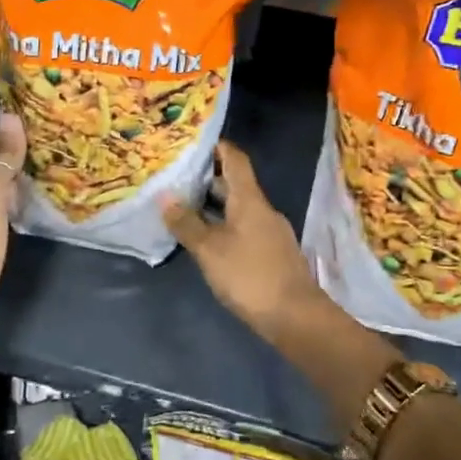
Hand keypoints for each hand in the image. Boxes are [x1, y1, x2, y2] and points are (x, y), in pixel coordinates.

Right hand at [163, 142, 325, 340]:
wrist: (295, 316)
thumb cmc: (249, 276)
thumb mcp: (209, 250)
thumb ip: (186, 223)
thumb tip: (165, 196)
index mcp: (250, 200)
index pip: (235, 160)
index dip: (217, 147)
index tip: (194, 142)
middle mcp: (263, 209)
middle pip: (237, 184)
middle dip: (209, 179)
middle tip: (178, 178)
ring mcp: (271, 232)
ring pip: (241, 208)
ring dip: (216, 205)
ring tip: (186, 208)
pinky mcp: (273, 253)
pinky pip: (246, 228)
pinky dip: (226, 225)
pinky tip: (209, 240)